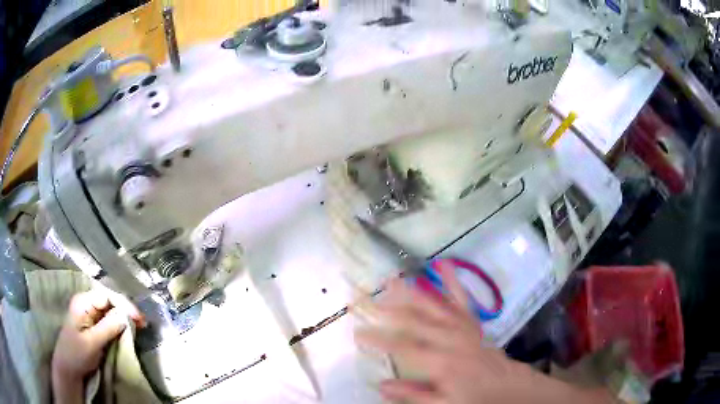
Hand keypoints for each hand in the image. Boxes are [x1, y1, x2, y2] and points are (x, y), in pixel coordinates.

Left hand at [52, 290, 144, 403]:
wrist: (69, 368)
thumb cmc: (77, 354)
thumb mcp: (92, 342)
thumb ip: (107, 327)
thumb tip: (126, 315)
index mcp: (82, 302)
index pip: (106, 295)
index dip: (123, 304)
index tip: (139, 319)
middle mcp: (86, 303)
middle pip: (109, 300)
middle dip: (126, 310)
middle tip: (142, 323)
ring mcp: (90, 314)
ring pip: (110, 309)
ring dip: (124, 317)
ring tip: (139, 326)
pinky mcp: (93, 324)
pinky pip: (109, 319)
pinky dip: (120, 323)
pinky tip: (128, 328)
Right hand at [355, 262, 612, 403]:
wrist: (506, 385)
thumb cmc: (473, 397)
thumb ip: (413, 394)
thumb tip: (381, 385)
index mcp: (441, 362)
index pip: (403, 347)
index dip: (378, 339)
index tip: (357, 333)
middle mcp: (450, 339)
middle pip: (413, 321)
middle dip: (386, 310)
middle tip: (364, 298)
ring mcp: (462, 326)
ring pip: (433, 305)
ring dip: (411, 291)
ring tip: (392, 278)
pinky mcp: (472, 320)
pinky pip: (461, 298)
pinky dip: (452, 280)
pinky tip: (442, 263)